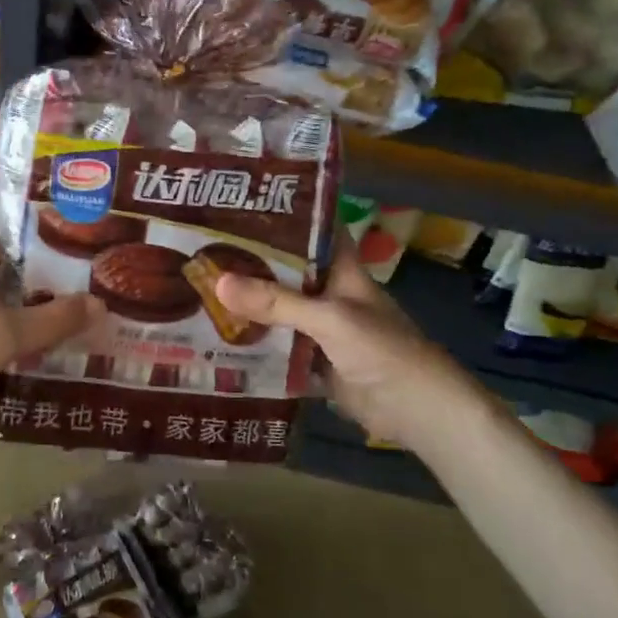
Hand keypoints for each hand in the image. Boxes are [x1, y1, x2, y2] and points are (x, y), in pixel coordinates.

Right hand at [214, 240, 487, 455]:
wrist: (417, 413)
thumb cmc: (383, 350)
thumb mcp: (329, 318)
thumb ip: (277, 302)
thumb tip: (217, 281)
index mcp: (343, 272)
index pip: (316, 232)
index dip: (287, 216)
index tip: (245, 204)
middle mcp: (330, 296)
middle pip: (288, 273)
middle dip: (253, 263)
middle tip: (204, 249)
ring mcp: (322, 332)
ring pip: (279, 313)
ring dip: (249, 307)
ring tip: (200, 289)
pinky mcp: (315, 364)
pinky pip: (278, 350)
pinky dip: (255, 347)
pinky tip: (218, 339)